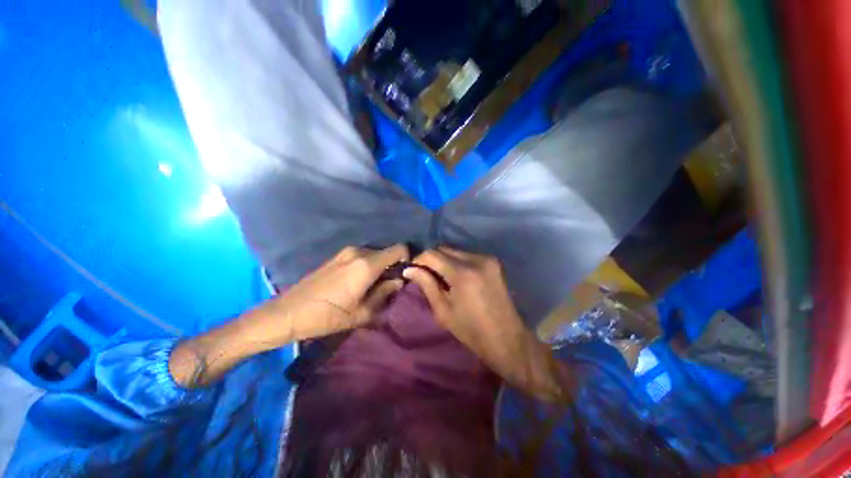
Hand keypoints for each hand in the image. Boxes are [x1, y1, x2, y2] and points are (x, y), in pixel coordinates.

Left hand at [171, 245, 406, 386]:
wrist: (288, 313)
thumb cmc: (328, 316)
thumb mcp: (363, 312)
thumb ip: (386, 293)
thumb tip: (399, 281)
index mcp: (367, 264)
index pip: (399, 249)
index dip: (406, 259)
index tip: (403, 275)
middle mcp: (358, 251)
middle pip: (387, 251)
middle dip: (392, 266)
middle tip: (387, 286)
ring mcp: (346, 251)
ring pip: (374, 253)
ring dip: (379, 266)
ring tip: (370, 286)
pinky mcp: (337, 255)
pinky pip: (362, 255)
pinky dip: (367, 265)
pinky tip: (356, 282)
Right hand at [404, 248, 563, 401]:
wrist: (506, 338)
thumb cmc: (471, 330)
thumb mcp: (443, 311)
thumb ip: (427, 285)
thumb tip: (409, 269)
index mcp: (462, 273)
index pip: (432, 254)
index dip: (419, 259)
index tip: (412, 270)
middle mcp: (476, 259)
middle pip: (445, 249)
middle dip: (432, 259)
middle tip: (425, 274)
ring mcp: (487, 259)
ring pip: (456, 251)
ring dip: (445, 260)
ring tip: (440, 276)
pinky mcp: (493, 262)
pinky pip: (468, 255)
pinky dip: (457, 262)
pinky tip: (456, 276)